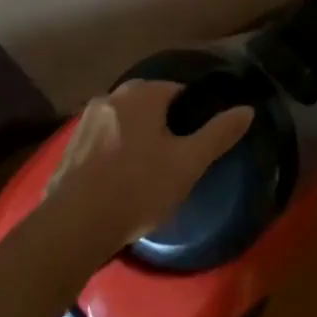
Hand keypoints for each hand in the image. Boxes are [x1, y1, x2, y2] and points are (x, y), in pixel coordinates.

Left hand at [41, 80, 254, 259]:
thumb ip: (219, 133)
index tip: (195, 146)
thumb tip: (247, 109)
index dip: (192, 117)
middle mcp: (111, 96)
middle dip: (164, 129)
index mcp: (142, 93)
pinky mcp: (70, 146)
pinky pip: (103, 142)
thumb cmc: (139, 188)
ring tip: (148, 178)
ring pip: (125, 124)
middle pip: (150, 106)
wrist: (74, 225)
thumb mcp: (189, 163)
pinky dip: (115, 156)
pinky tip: (120, 185)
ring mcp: (86, 120)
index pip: (179, 92)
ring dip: (138, 142)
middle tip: (175, 164)